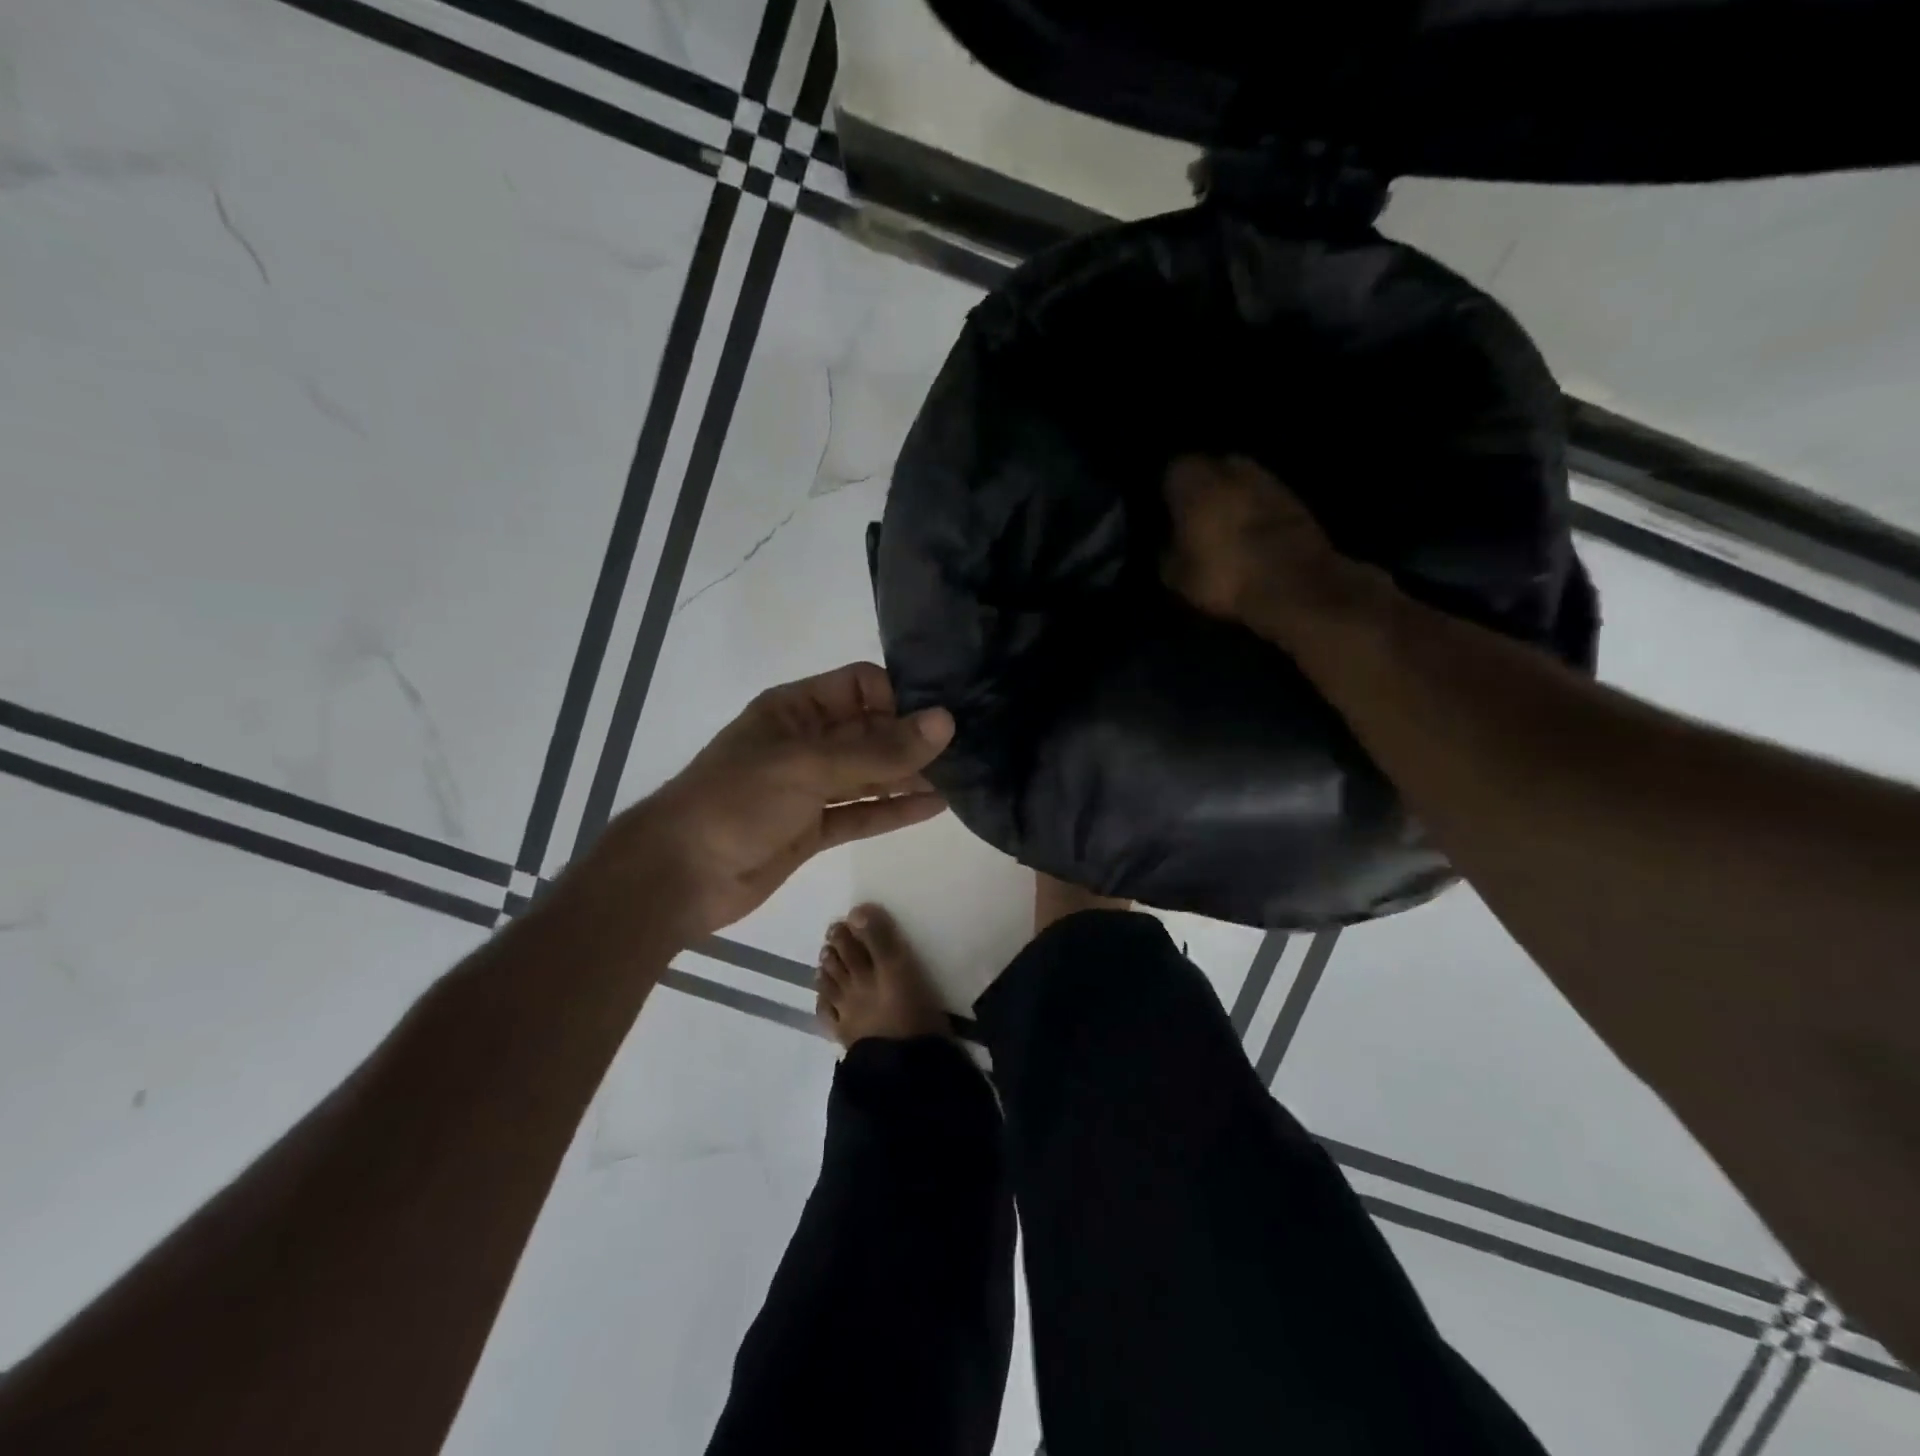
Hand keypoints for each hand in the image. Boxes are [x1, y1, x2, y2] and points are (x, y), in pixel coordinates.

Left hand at [564, 663, 952, 940]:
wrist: (679, 876)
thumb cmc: (736, 802)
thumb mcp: (808, 766)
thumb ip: (878, 750)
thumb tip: (945, 722)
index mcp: (797, 709)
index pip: (861, 686)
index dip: (901, 696)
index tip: (944, 716)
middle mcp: (807, 742)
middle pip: (871, 730)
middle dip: (915, 738)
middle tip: (972, 746)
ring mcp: (811, 787)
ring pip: (871, 774)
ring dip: (911, 775)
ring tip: (965, 775)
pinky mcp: (815, 828)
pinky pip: (863, 812)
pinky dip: (896, 810)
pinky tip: (937, 806)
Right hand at [1161, 454, 1388, 640]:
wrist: (1294, 584)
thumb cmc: (1223, 575)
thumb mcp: (1177, 577)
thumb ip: (1167, 553)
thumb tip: (1169, 547)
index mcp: (1193, 480)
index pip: (1172, 471)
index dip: (1169, 493)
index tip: (1167, 514)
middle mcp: (1231, 467)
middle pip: (1212, 470)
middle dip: (1205, 490)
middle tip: (1197, 519)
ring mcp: (1269, 479)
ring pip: (1242, 483)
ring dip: (1236, 500)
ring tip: (1227, 530)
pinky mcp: (1298, 499)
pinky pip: (1266, 502)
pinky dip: (1259, 514)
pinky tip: (1253, 539)